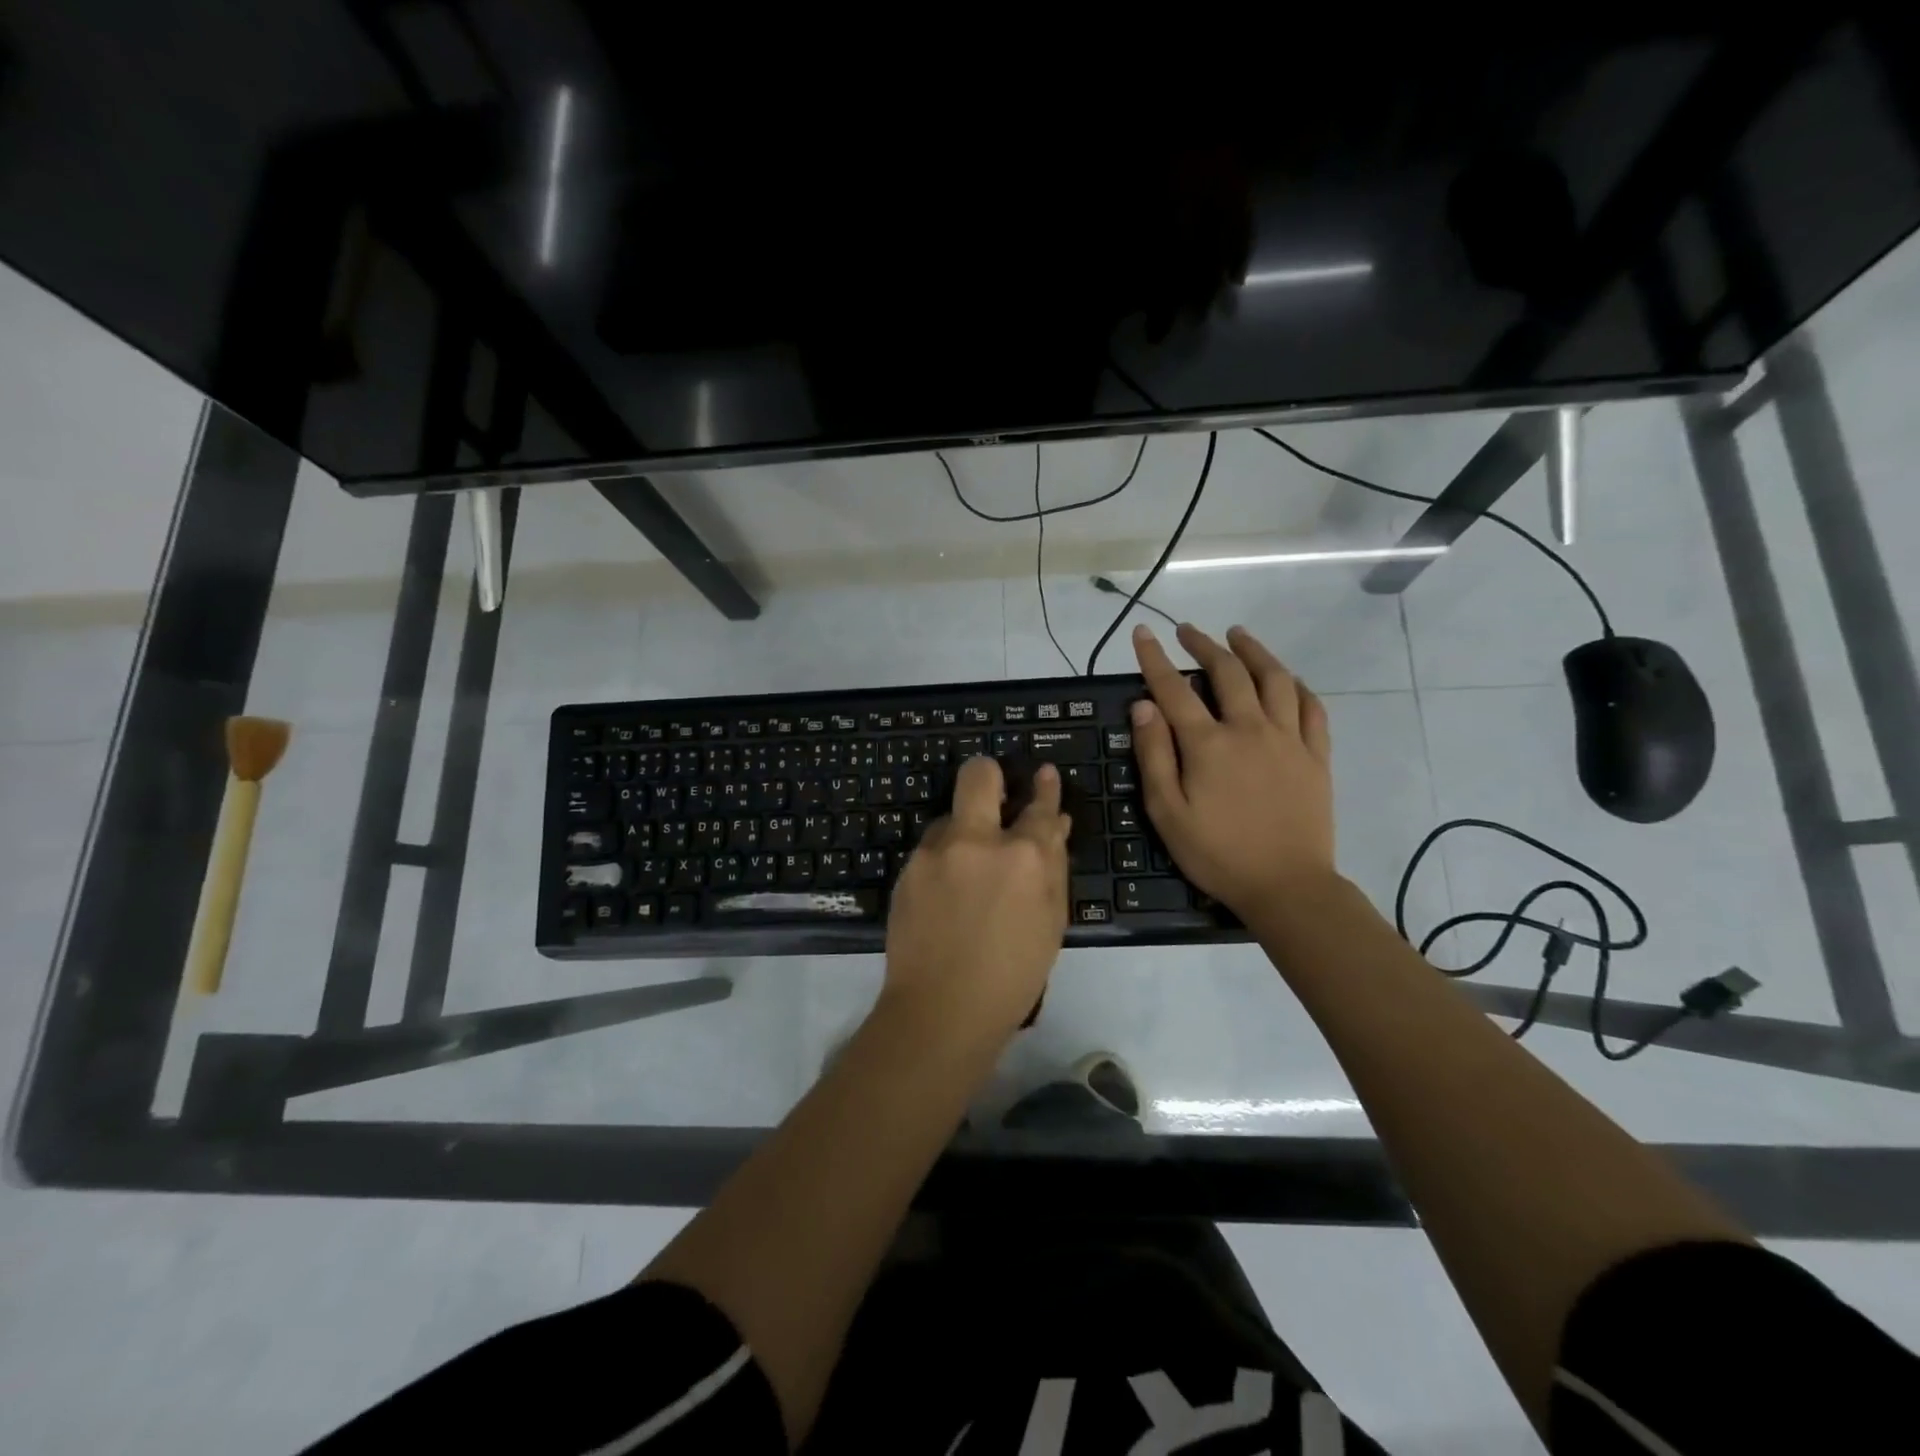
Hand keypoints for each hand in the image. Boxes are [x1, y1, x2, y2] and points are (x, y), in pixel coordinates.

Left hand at [882, 755, 1071, 1045]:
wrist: (942, 1008)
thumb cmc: (1013, 974)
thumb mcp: (1050, 920)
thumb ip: (1052, 866)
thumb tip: (1054, 826)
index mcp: (1024, 855)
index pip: (1039, 806)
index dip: (1045, 788)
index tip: (1042, 773)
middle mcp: (977, 840)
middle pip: (979, 775)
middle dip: (989, 774)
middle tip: (994, 791)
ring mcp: (936, 851)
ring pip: (949, 817)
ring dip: (962, 831)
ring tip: (966, 871)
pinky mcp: (908, 868)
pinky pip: (931, 849)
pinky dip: (943, 860)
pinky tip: (945, 894)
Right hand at [1130, 622, 1335, 915]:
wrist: (1287, 886)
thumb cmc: (1217, 854)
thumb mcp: (1167, 812)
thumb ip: (1154, 755)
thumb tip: (1143, 706)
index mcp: (1208, 744)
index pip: (1174, 689)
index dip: (1155, 658)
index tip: (1143, 633)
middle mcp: (1249, 729)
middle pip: (1228, 673)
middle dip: (1204, 645)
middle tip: (1188, 630)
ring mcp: (1289, 740)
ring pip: (1274, 679)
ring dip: (1254, 651)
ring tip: (1238, 635)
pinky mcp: (1316, 756)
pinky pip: (1312, 708)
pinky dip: (1298, 686)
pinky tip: (1288, 678)